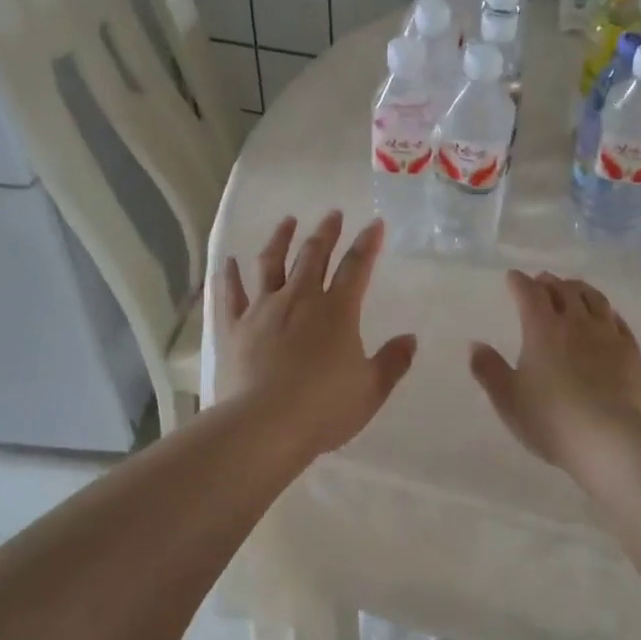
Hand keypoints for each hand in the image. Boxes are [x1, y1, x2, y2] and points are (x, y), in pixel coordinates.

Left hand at [216, 212, 417, 458]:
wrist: (265, 425)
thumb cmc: (324, 408)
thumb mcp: (371, 390)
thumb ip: (393, 362)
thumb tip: (410, 338)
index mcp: (337, 311)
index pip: (357, 267)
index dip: (367, 243)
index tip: (375, 224)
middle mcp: (300, 299)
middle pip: (314, 256)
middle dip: (326, 232)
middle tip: (332, 214)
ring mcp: (263, 310)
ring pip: (271, 263)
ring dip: (281, 239)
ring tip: (287, 221)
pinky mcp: (235, 327)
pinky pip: (231, 294)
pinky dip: (230, 276)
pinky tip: (229, 262)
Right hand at [469, 271, 640, 468]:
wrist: (611, 439)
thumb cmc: (551, 419)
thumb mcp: (508, 399)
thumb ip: (489, 369)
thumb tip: (475, 345)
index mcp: (542, 329)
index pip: (529, 293)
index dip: (519, 282)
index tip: (513, 277)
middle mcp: (576, 323)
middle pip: (564, 290)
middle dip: (550, 282)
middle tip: (542, 281)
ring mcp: (608, 335)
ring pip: (595, 300)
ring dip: (580, 289)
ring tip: (573, 288)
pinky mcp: (632, 353)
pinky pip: (619, 322)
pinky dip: (608, 312)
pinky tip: (607, 316)